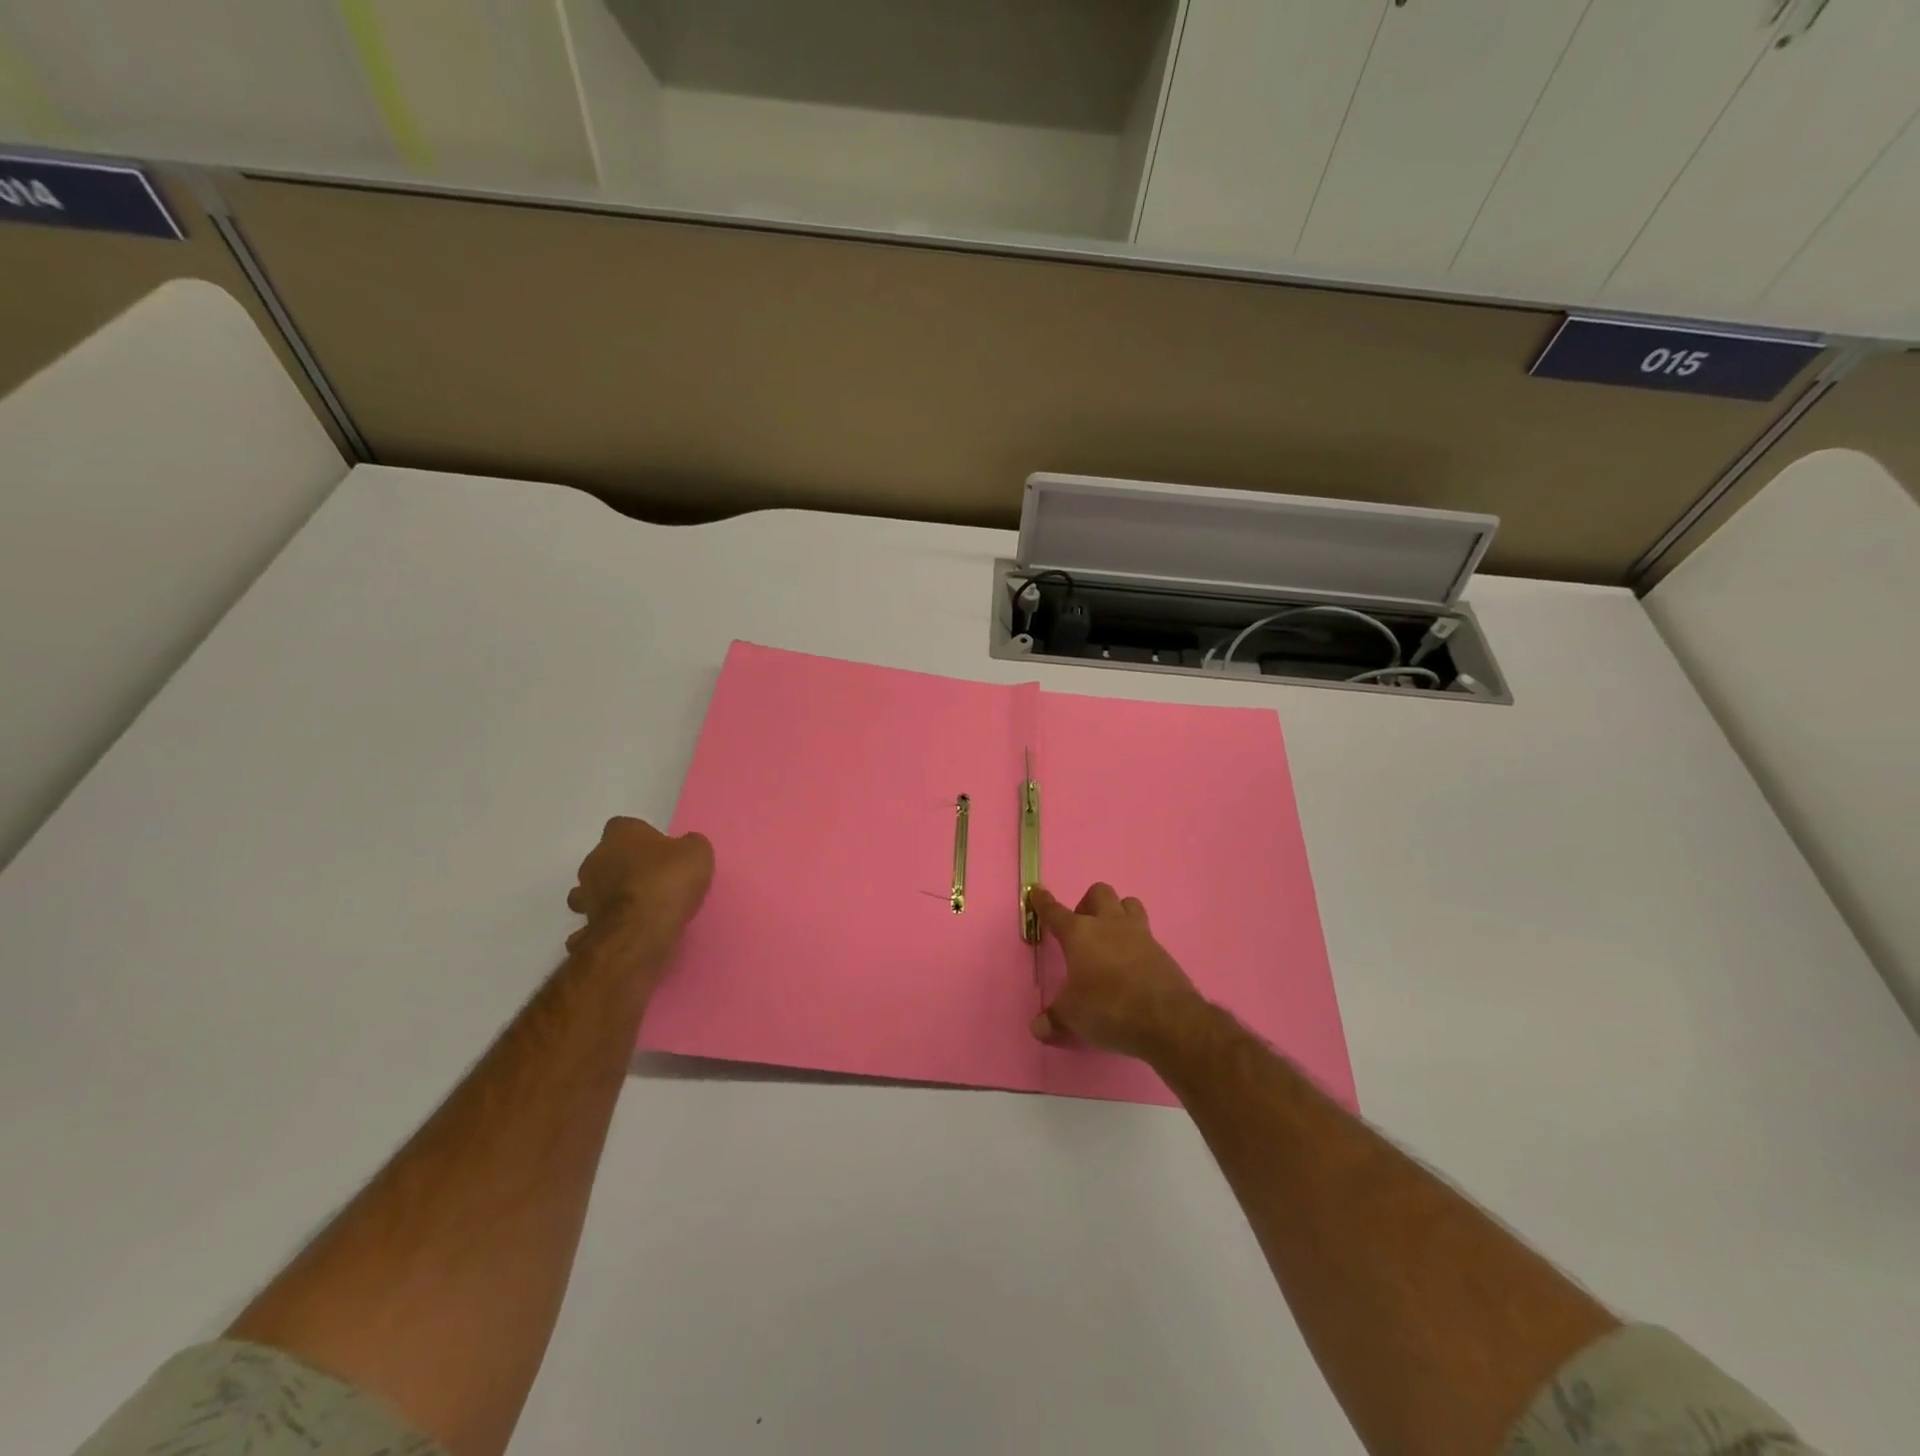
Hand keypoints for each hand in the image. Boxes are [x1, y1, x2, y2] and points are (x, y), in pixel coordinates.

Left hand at [566, 817, 713, 971]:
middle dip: (623, 866)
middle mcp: (595, 859)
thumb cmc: (668, 880)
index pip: (624, 826)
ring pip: (593, 889)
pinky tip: (624, 929)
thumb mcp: (697, 853)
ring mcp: (586, 893)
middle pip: (606, 857)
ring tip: (636, 907)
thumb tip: (685, 846)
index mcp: (621, 835)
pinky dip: (605, 923)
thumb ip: (689, 845)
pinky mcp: (586, 923)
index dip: (641, 837)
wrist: (641, 929)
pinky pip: (594, 920)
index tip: (658, 851)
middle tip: (650, 879)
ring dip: (609, 894)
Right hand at [1029, 883, 1205, 1060]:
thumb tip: (1038, 1027)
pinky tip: (1132, 963)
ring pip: (1128, 903)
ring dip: (1117, 912)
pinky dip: (1136, 940)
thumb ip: (1054, 1019)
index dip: (1044, 902)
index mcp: (1080, 934)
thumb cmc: (1108, 1008)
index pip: (1055, 912)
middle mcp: (1109, 924)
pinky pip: (1146, 932)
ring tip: (1111, 937)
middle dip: (1088, 903)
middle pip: (1099, 892)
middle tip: (1083, 928)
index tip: (1037, 892)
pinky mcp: (1161, 949)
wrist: (1166, 1019)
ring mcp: (1139, 933)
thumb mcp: (1073, 1017)